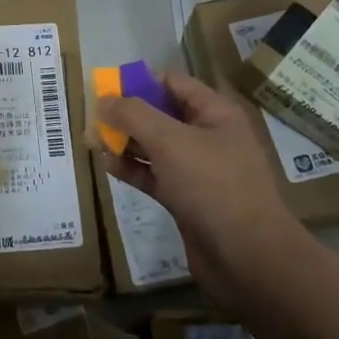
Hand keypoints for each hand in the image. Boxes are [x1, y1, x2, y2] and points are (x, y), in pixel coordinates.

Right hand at [95, 72, 304, 299]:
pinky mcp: (188, 199)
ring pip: (156, 146)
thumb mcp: (170, 141)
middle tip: (92, 119)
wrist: (246, 256)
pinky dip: (133, 169)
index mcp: (215, 113)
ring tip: (92, 141)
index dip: (139, 82)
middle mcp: (209, 136)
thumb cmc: (212, 185)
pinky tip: (108, 167)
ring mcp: (199, 169)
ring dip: (126, 142)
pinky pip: (155, 175)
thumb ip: (133, 115)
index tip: (105, 90)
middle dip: (127, 114)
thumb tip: (103, 100)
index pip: (173, 83)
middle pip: (161, 114)